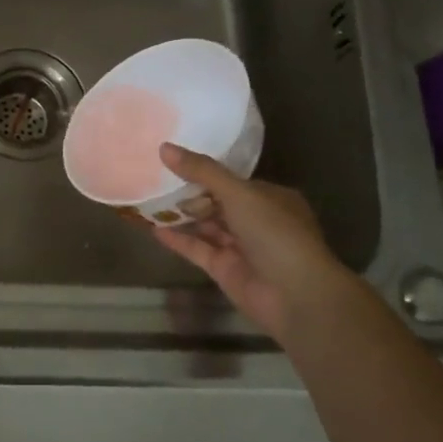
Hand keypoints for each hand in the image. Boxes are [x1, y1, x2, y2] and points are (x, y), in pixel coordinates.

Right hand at [152, 144, 355, 342]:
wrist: (294, 294)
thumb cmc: (274, 232)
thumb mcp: (238, 193)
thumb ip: (202, 171)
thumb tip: (164, 147)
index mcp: (270, 198)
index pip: (233, 181)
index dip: (204, 171)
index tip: (173, 161)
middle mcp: (257, 221)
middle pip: (217, 203)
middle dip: (189, 193)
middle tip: (155, 178)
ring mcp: (240, 247)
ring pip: (206, 226)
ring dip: (180, 215)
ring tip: (148, 199)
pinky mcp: (224, 269)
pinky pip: (197, 249)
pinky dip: (178, 239)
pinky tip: (153, 228)